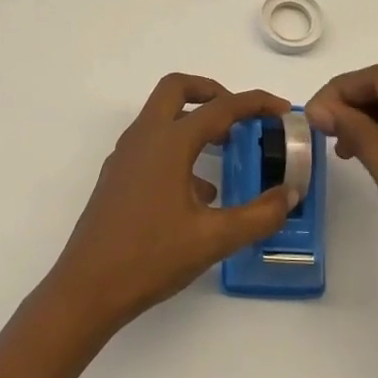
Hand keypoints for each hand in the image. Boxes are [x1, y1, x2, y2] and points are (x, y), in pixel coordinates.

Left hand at [47, 75, 295, 333]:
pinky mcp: (117, 177)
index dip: (255, 103)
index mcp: (168, 143)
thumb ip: (258, 215)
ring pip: (161, 117)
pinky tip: (200, 192)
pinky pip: (152, 145)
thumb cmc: (150, 257)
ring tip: (227, 151)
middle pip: (176, 89)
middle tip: (240, 115)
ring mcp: (125, 157)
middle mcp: (143, 138)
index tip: (281, 109)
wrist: (87, 288)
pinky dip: (178, 149)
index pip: (219, 108)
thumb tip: (290, 194)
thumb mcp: (213, 239)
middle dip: (212, 92)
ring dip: (194, 121)